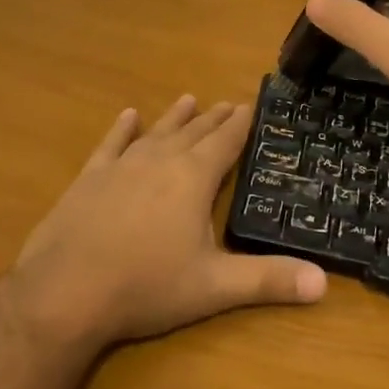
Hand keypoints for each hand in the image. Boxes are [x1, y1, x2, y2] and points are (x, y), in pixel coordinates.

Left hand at [12, 96, 326, 347]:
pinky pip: (111, 144)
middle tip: (229, 103)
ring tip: (189, 98)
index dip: (242, 123)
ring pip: (157, 132)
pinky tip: (128, 116)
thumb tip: (323, 282)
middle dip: (215, 118)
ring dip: (175, 117)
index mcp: (193, 178)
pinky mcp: (90, 177)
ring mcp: (122, 165)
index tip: (253, 103)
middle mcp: (161, 160)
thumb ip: (268, 280)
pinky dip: (122, 129)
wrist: (65, 290)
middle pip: (194, 132)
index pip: (226, 142)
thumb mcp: (214, 287)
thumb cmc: (146, 286)